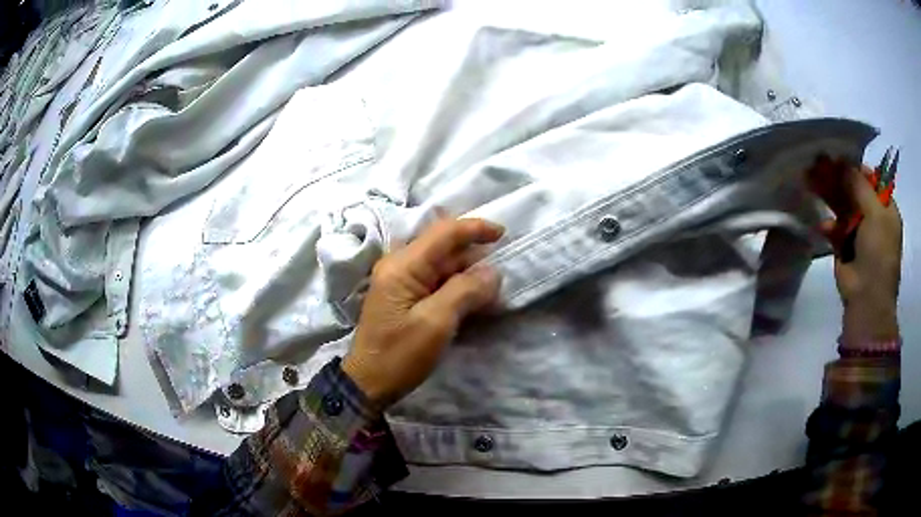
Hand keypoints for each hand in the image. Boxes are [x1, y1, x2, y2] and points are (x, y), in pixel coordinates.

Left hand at [342, 217, 503, 407]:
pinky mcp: (403, 296)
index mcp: (402, 266)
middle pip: (443, 247)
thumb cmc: (400, 355)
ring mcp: (399, 281)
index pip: (443, 232)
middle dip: (473, 257)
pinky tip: (471, 300)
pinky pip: (435, 281)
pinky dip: (456, 286)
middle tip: (499, 278)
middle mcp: (399, 265)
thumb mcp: (436, 323)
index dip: (475, 229)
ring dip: (466, 274)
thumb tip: (492, 272)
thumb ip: (465, 291)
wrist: (369, 384)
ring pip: (441, 265)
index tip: (503, 234)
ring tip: (489, 293)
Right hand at [812, 162, 902, 344]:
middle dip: (837, 178)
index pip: (871, 179)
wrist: (867, 299)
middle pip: (854, 190)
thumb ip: (860, 185)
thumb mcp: (875, 214)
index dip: (854, 166)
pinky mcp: (845, 248)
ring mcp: (859, 234)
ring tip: (811, 181)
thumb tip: (843, 161)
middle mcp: (874, 218)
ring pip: (842, 207)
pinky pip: (835, 230)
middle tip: (818, 163)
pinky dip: (829, 227)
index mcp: (886, 209)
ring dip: (829, 196)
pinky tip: (823, 227)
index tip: (836, 156)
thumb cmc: (878, 253)